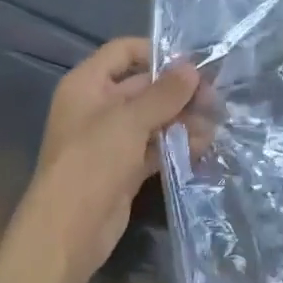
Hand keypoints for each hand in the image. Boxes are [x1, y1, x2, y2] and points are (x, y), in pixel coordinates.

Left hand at [13, 38, 198, 282]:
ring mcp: (112, 139)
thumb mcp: (130, 121)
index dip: (157, 52)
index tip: (193, 63)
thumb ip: (164, 93)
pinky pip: (155, 146)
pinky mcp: (124, 167)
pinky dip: (176, 144)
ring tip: (214, 125)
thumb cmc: (92, 162)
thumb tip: (193, 68)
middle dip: (179, 91)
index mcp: (88, 84)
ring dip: (182, 119)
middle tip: (214, 99)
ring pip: (153, 118)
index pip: (124, 51)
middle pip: (144, 86)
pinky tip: (203, 146)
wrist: (68, 231)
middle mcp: (98, 106)